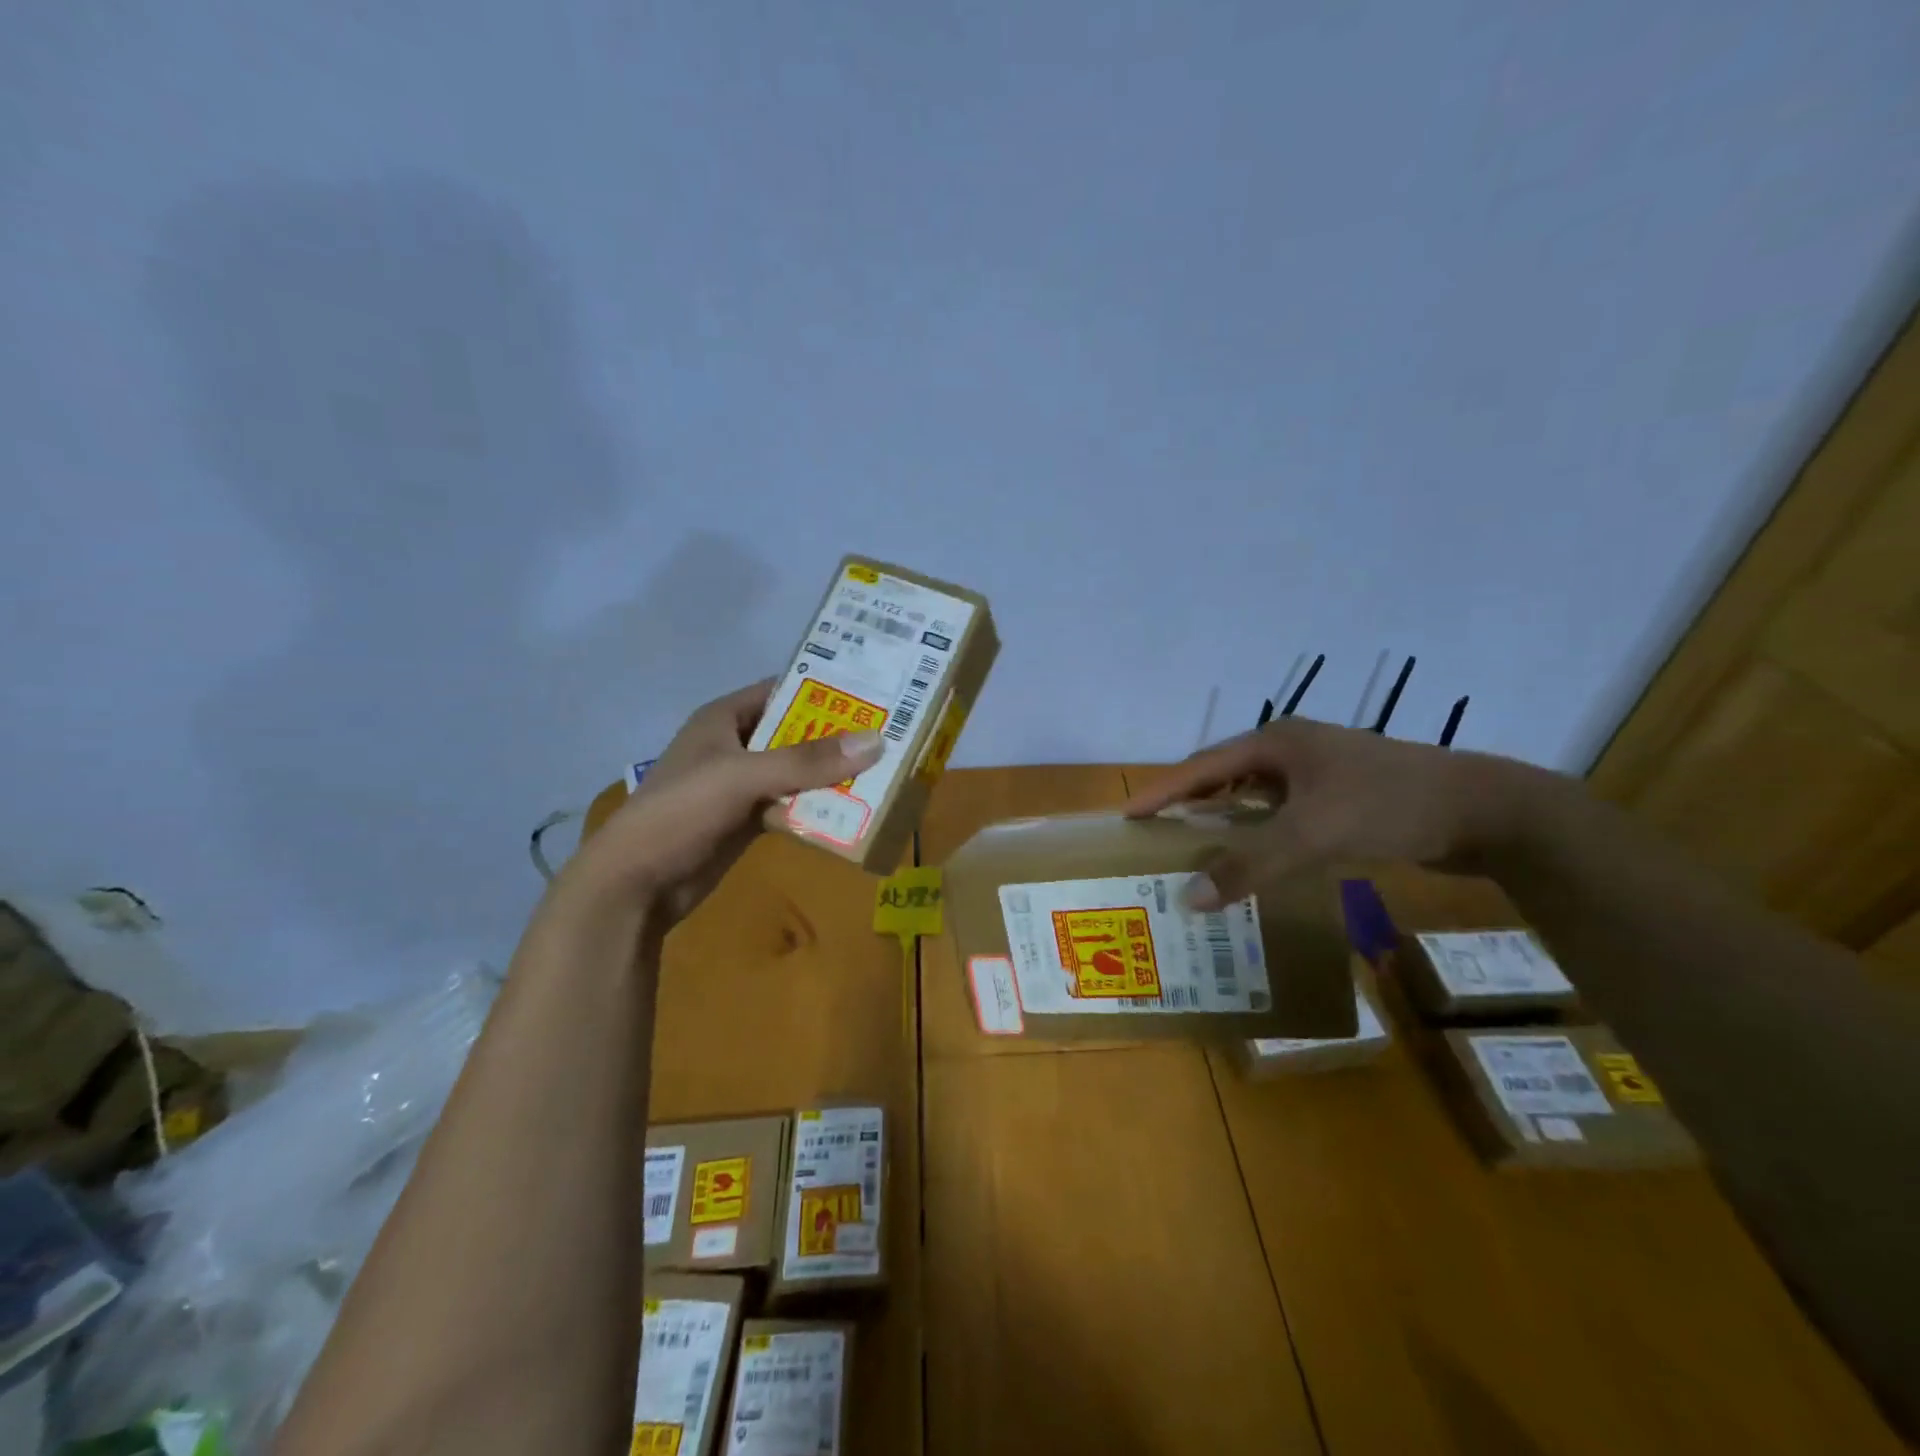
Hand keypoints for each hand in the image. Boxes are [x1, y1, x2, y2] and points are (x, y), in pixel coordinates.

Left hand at [561, 679, 882, 922]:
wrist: (637, 882)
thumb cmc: (682, 810)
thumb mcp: (744, 776)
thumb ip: (807, 761)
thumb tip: (876, 741)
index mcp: (723, 719)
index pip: (781, 691)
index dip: (822, 689)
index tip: (871, 692)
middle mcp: (734, 746)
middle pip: (794, 733)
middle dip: (836, 736)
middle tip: (889, 735)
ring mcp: (740, 786)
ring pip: (795, 772)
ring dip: (829, 776)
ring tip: (882, 772)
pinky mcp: (746, 820)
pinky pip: (790, 805)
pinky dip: (815, 808)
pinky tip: (851, 812)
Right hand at [1122, 718, 1549, 908]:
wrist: (1486, 810)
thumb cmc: (1388, 805)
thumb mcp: (1313, 833)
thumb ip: (1251, 864)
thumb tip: (1190, 899)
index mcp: (1275, 743)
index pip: (1200, 767)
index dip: (1161, 792)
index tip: (1124, 815)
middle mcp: (1290, 751)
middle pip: (1223, 778)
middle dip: (1187, 807)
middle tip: (1152, 839)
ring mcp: (1318, 774)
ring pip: (1253, 799)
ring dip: (1224, 824)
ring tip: (1191, 854)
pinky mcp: (1340, 799)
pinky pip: (1282, 816)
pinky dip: (1259, 836)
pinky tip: (1252, 861)